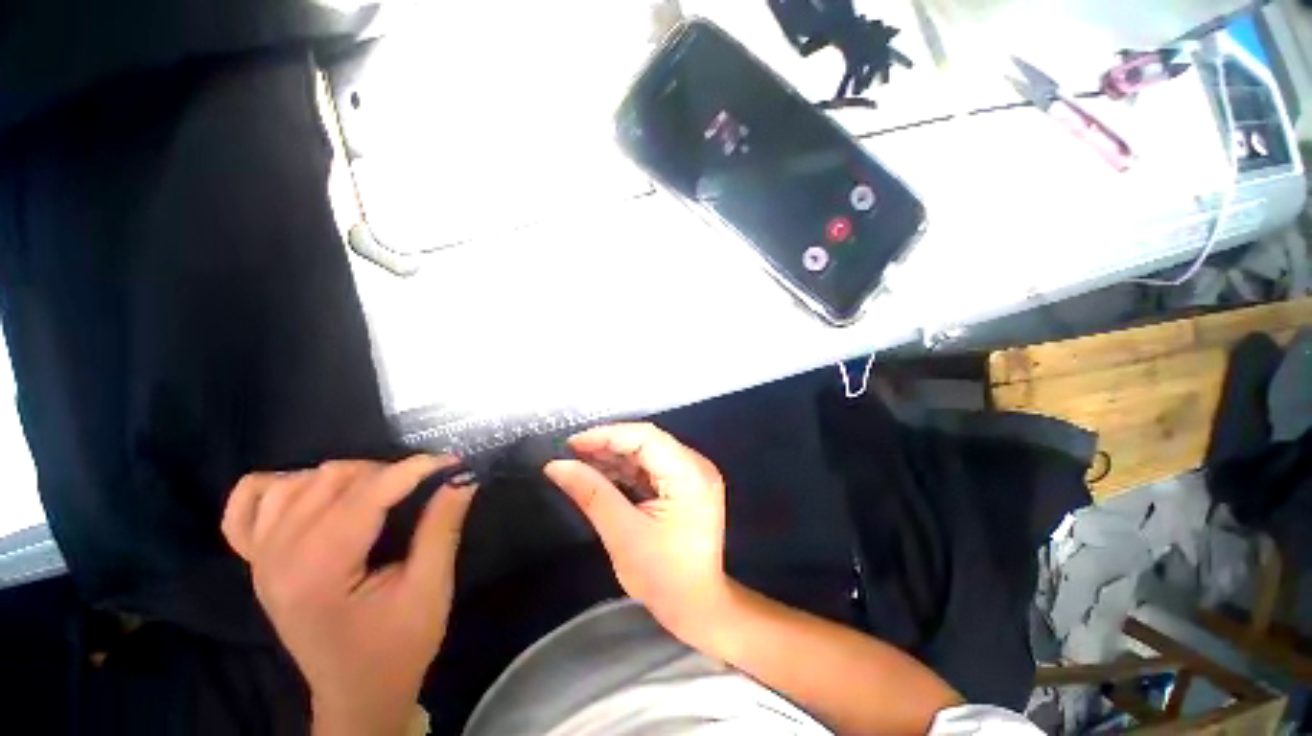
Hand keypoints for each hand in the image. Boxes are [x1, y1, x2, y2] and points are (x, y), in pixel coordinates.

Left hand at [222, 456, 475, 735]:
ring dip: (345, 476)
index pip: (366, 495)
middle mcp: (278, 557)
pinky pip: (249, 502)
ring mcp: (260, 558)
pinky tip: (310, 493)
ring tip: (379, 491)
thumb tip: (463, 478)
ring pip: (297, 482)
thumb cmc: (398, 648)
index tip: (453, 462)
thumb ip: (442, 527)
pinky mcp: (257, 561)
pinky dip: (281, 486)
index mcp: (319, 572)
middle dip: (385, 472)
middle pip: (330, 479)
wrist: (357, 694)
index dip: (414, 469)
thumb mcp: (430, 589)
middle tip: (422, 486)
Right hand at [545, 423, 729, 646]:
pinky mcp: (686, 484)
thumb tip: (556, 466)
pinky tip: (601, 472)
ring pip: (648, 452)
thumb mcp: (622, 534)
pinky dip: (626, 469)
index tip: (572, 443)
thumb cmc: (664, 577)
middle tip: (571, 452)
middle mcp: (696, 465)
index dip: (607, 435)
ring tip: (579, 461)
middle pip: (647, 441)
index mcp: (689, 474)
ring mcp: (693, 474)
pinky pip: (652, 467)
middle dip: (608, 444)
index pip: (645, 438)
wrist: (698, 607)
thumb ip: (591, 493)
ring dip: (614, 456)